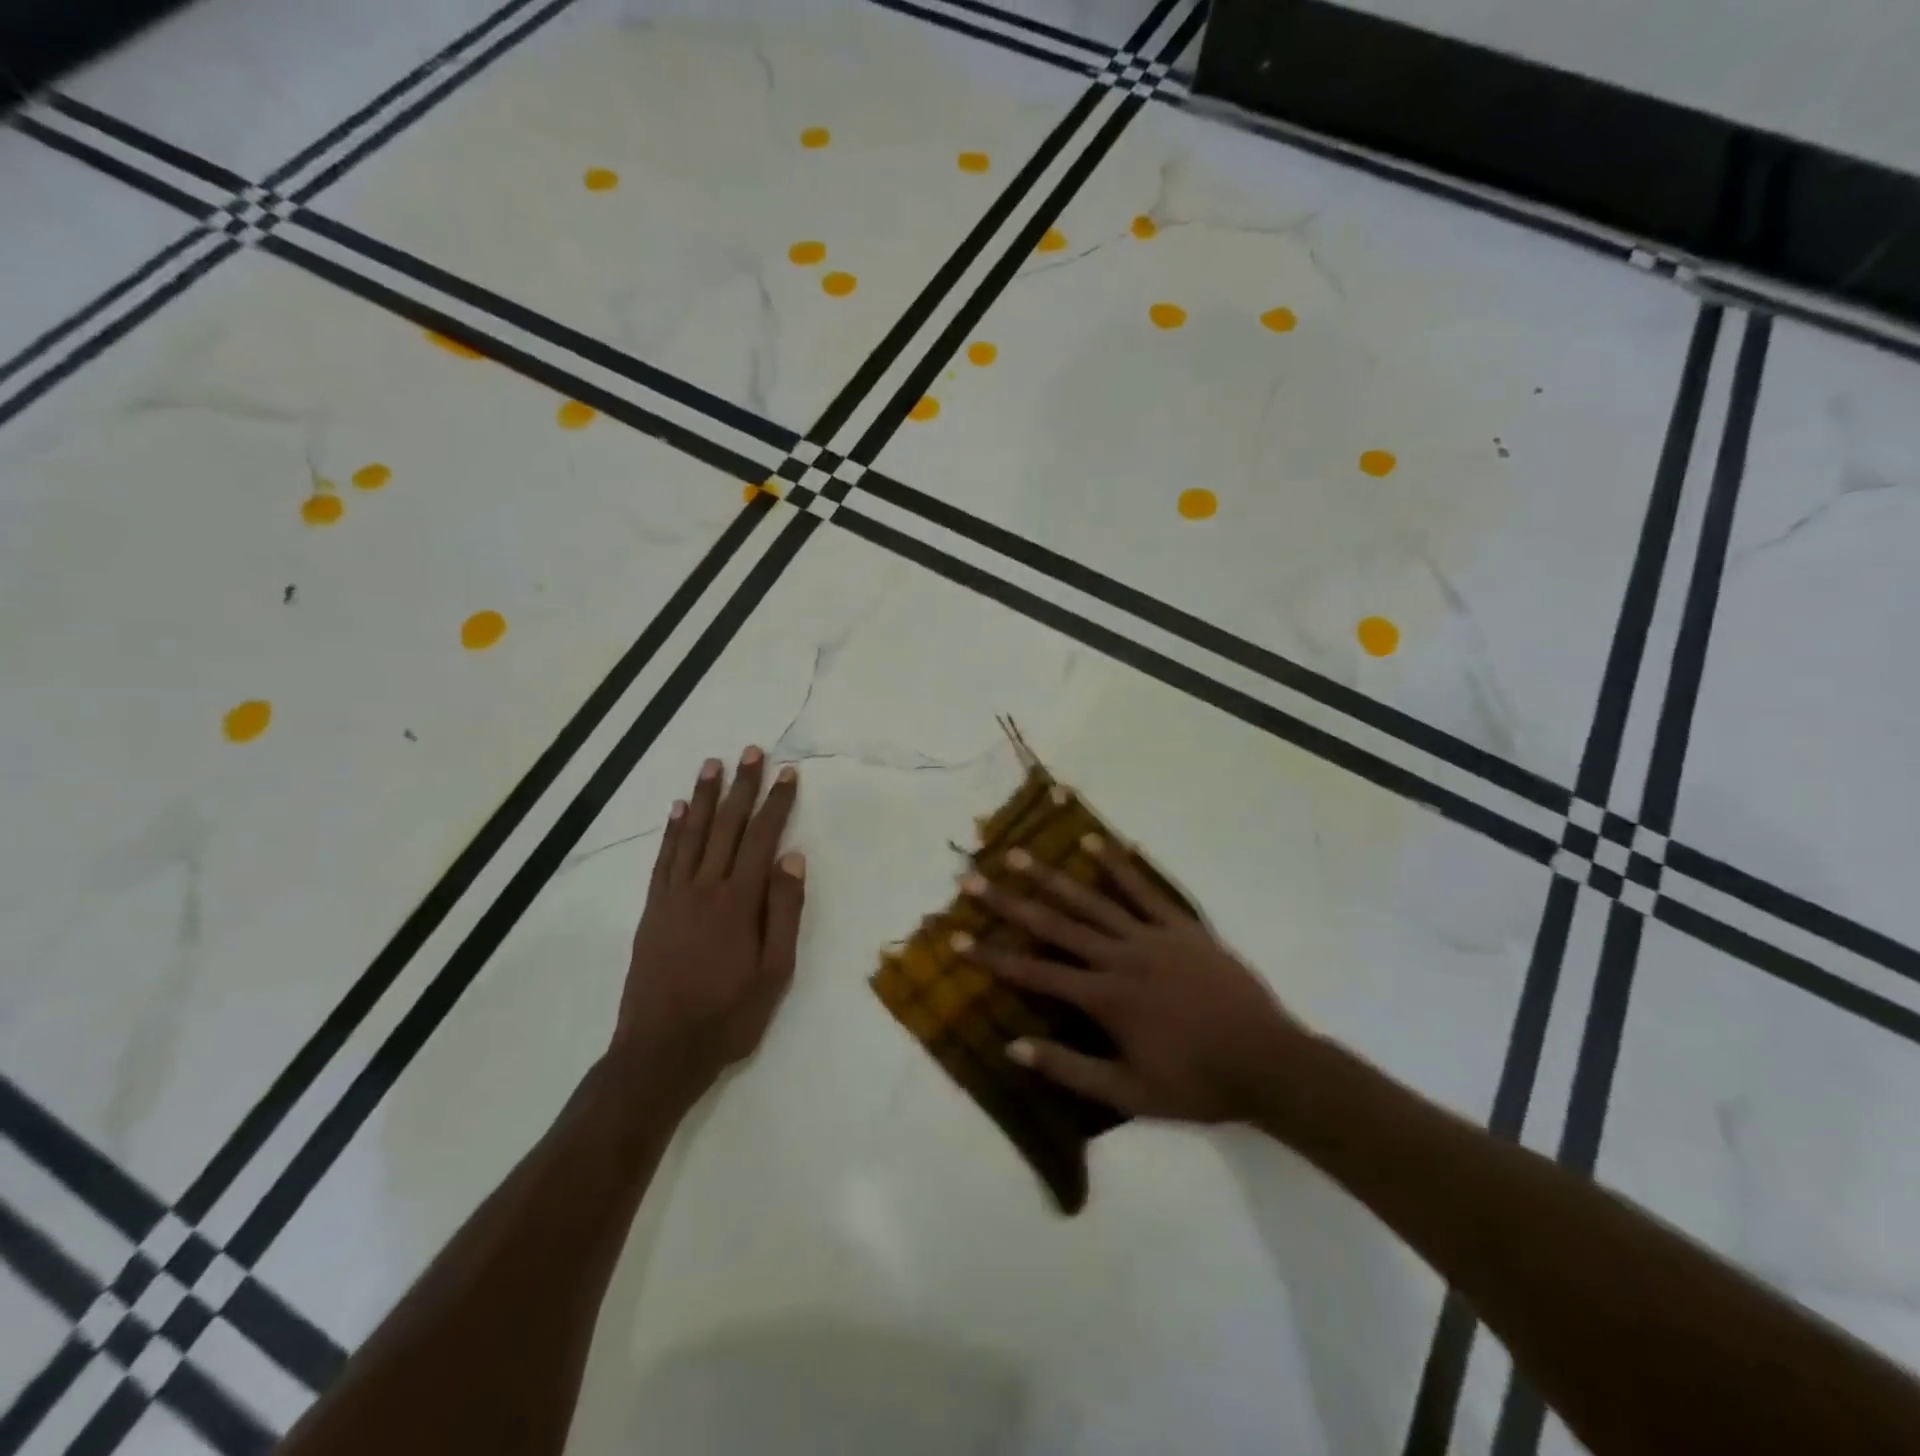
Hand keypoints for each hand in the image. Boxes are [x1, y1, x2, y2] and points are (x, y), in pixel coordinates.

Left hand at [614, 747, 805, 1096]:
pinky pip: (663, 859)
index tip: (787, 773)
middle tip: (751, 752)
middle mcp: (704, 888)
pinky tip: (679, 809)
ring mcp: (673, 896)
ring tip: (713, 765)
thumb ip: (783, 912)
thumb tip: (791, 859)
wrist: (661, 1050)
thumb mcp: (775, 971)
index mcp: (739, 902)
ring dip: (705, 797)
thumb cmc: (729, 1015)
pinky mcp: (652, 909)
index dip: (777, 804)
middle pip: (727, 826)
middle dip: (742, 787)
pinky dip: (672, 830)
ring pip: (692, 834)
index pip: (762, 839)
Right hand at [958, 834, 1303, 1123]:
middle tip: (973, 879)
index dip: (992, 956)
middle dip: (1008, 903)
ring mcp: (1151, 936)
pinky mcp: (1181, 926)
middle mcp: (1120, 956)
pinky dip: (1120, 866)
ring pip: (1092, 900)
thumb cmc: (1195, 1083)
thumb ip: (1069, 1068)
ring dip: (1052, 876)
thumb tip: (1013, 1046)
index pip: (1034, 972)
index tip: (956, 938)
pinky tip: (1097, 842)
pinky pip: (1146, 890)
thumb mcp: (1129, 1093)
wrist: (1267, 1062)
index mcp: (1104, 997)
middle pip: (1054, 924)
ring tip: (1018, 855)